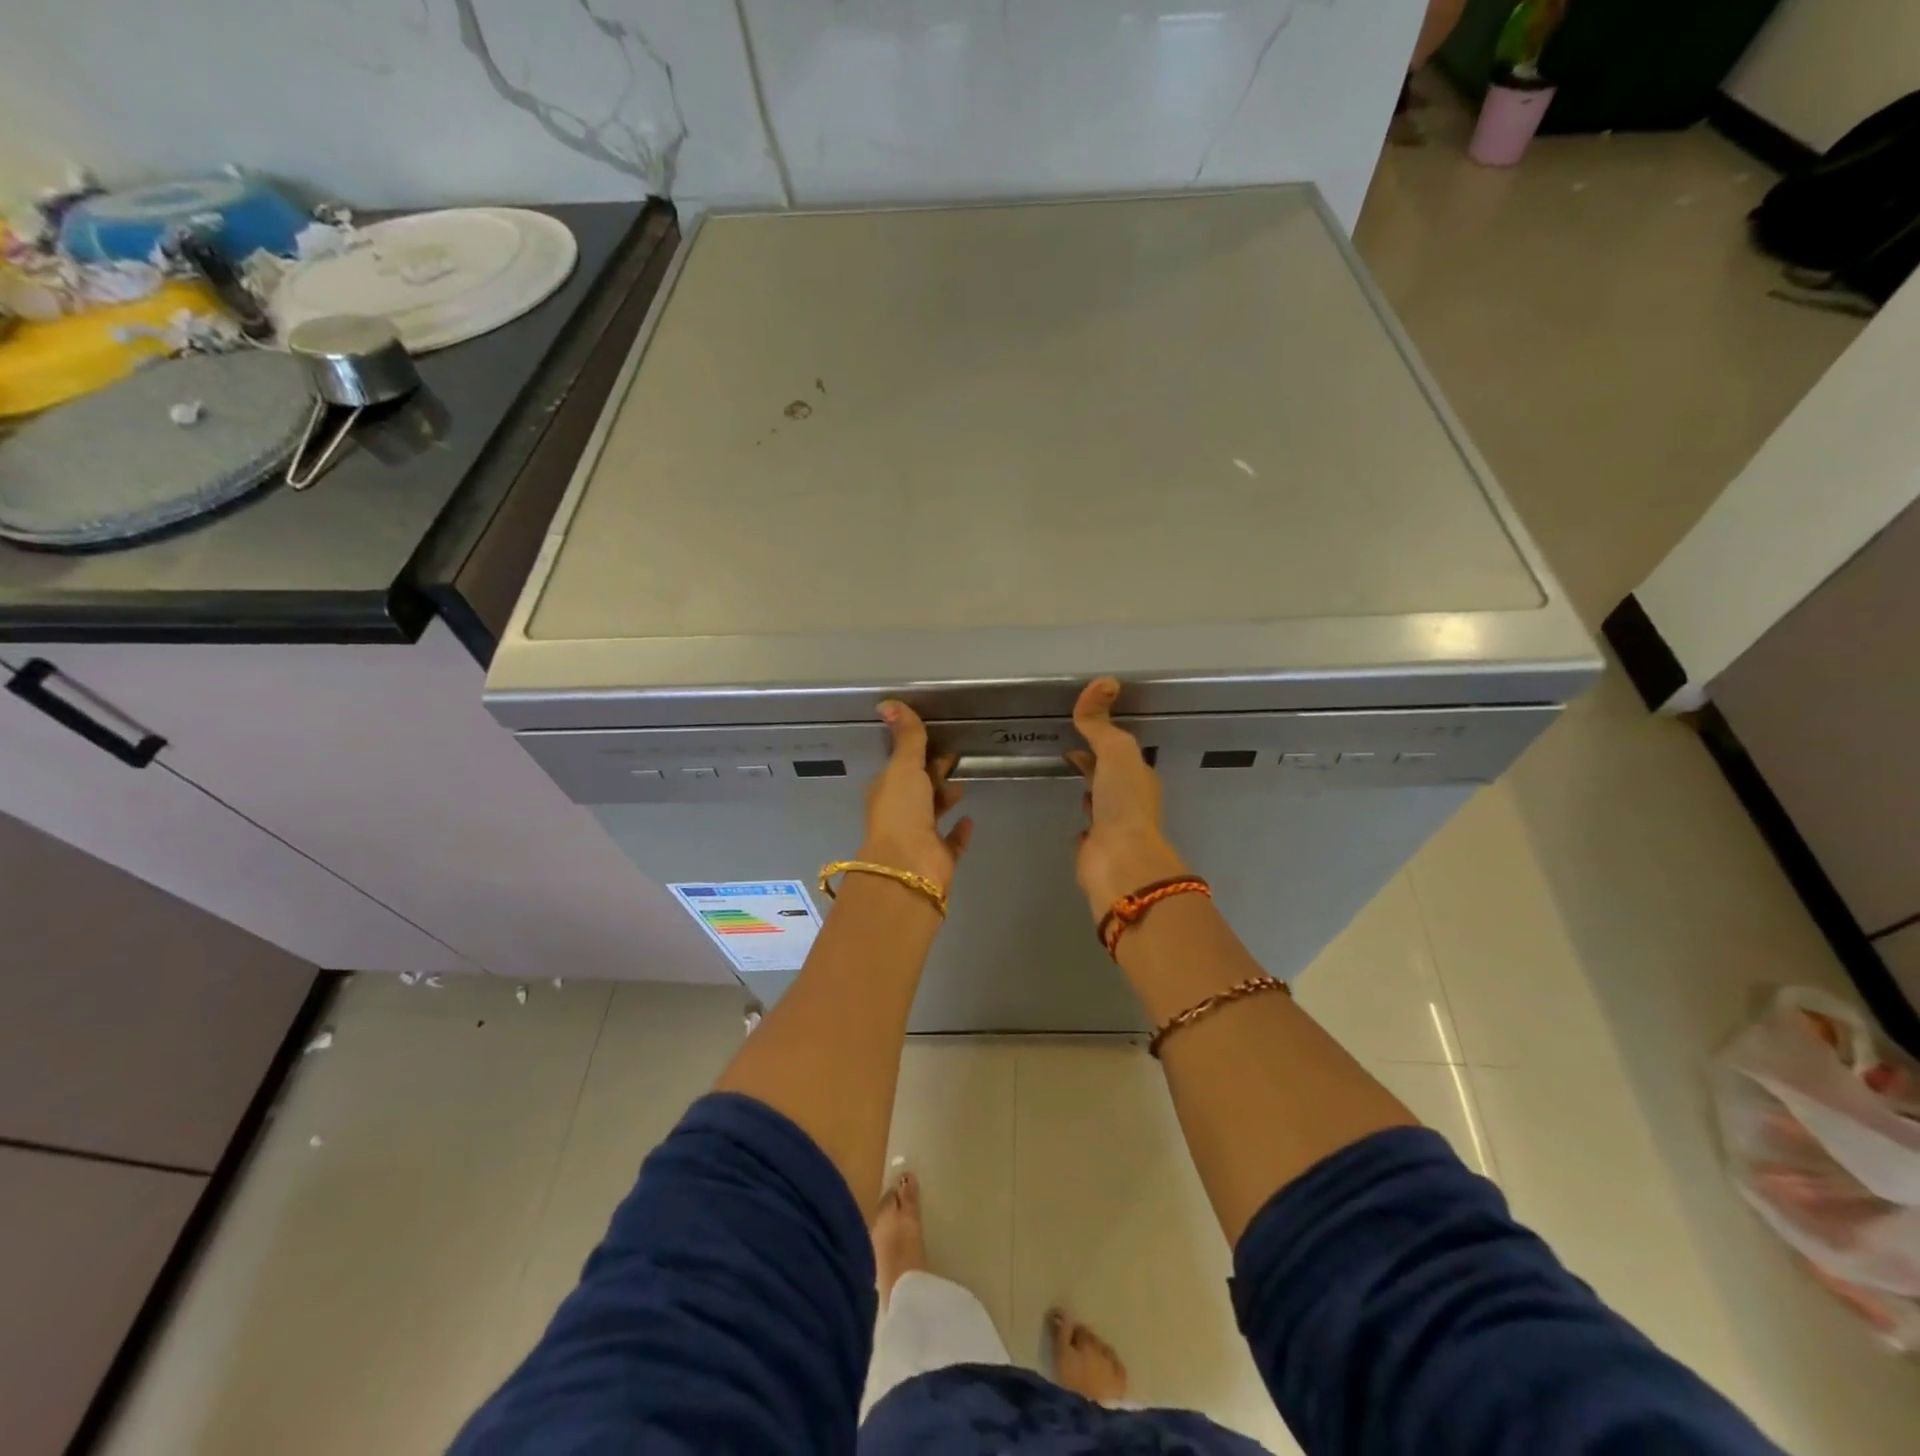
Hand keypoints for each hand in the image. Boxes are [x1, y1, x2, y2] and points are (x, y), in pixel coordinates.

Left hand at [858, 700, 973, 892]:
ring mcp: (919, 838)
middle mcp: (900, 814)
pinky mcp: (938, 858)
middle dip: (932, 773)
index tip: (937, 740)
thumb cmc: (901, 811)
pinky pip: (951, 842)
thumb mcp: (903, 766)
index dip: (917, 753)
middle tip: (955, 757)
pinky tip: (970, 820)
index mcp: (887, 792)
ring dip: (944, 799)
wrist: (908, 866)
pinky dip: (959, 832)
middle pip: (918, 789)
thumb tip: (887, 702)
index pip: (902, 767)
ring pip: (933, 813)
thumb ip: (906, 737)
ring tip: (963, 784)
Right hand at [1067, 678, 1191, 919]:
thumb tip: (1103, 682)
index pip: (1118, 751)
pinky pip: (1088, 830)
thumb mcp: (1115, 751)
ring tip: (1067, 779)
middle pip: (1109, 776)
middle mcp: (1129, 801)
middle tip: (1066, 753)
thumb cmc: (1123, 802)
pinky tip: (1073, 821)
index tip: (1076, 730)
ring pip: (1099, 802)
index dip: (1100, 739)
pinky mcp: (1096, 850)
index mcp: (1138, 777)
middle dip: (1092, 764)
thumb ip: (1101, 723)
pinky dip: (1082, 821)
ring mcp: (1113, 827)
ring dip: (1088, 791)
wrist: (1120, 860)